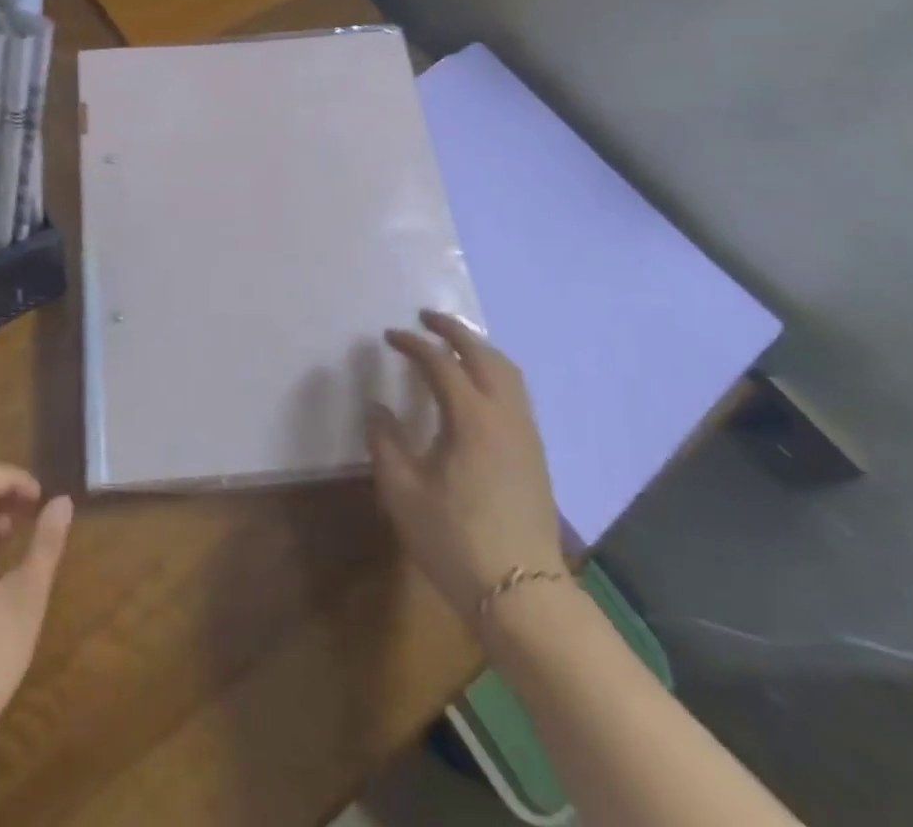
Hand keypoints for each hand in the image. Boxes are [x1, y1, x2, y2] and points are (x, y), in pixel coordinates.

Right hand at [365, 310, 564, 622]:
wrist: (524, 595)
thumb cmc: (456, 541)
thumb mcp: (403, 492)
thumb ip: (385, 442)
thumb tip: (377, 408)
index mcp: (472, 418)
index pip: (440, 363)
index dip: (412, 344)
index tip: (389, 336)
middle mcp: (505, 415)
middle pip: (484, 354)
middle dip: (454, 330)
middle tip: (426, 318)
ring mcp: (525, 433)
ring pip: (507, 372)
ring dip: (479, 348)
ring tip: (452, 344)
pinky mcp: (534, 453)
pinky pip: (515, 392)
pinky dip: (493, 372)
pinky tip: (476, 388)